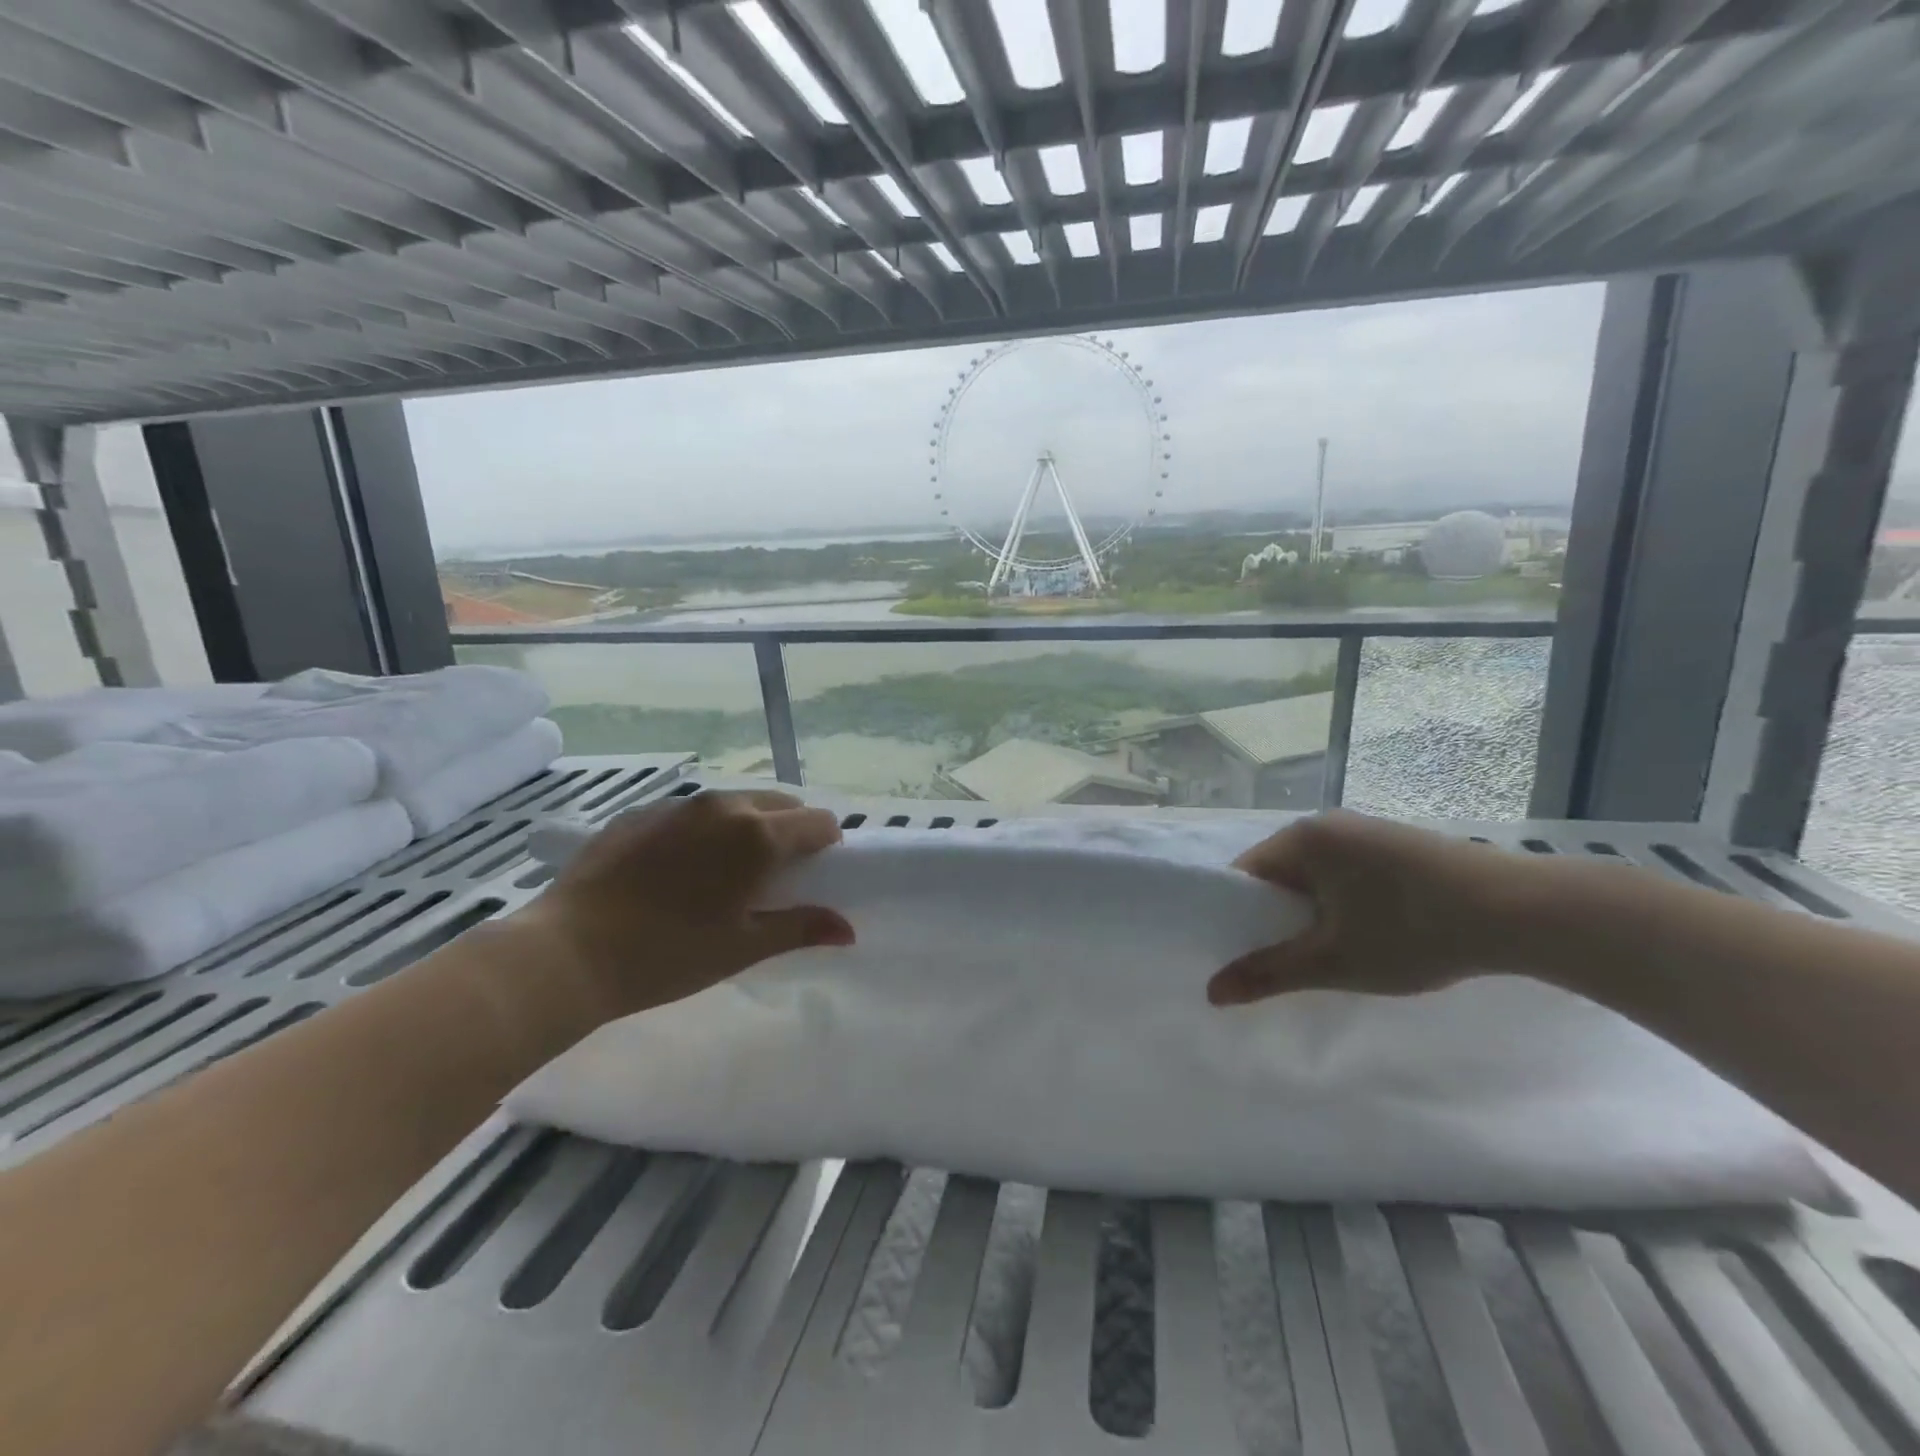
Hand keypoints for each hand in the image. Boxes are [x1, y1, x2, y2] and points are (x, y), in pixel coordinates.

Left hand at [512, 790, 853, 1020]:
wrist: (567, 951)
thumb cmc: (668, 954)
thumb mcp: (742, 947)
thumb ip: (801, 928)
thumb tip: (848, 930)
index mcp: (757, 835)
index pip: (819, 821)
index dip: (828, 846)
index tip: (816, 875)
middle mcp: (724, 806)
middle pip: (781, 803)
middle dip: (792, 831)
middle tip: (775, 876)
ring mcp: (679, 805)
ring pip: (736, 802)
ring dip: (749, 826)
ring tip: (726, 871)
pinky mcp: (641, 812)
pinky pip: (693, 812)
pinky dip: (705, 830)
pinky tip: (678, 870)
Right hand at [1207, 810, 1542, 1005]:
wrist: (1523, 910)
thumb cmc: (1413, 931)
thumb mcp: (1334, 961)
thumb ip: (1268, 974)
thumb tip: (1211, 992)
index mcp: (1301, 839)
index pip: (1244, 875)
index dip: (1235, 916)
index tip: (1242, 954)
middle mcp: (1326, 824)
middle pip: (1278, 874)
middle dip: (1276, 917)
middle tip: (1286, 962)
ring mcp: (1365, 830)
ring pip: (1315, 875)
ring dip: (1312, 912)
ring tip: (1329, 953)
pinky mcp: (1397, 843)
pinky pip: (1346, 871)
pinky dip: (1343, 902)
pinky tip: (1369, 932)